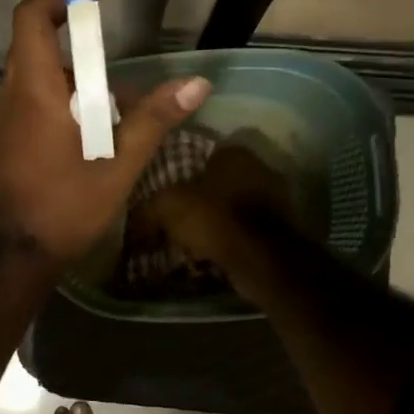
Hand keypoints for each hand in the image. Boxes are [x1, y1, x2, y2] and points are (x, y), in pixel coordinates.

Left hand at [0, 0, 210, 266]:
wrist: (13, 254)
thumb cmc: (64, 207)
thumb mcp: (118, 165)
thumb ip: (154, 120)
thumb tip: (198, 83)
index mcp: (35, 92)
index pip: (31, 19)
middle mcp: (12, 97)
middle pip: (32, 42)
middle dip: (71, 33)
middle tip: (110, 40)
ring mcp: (3, 120)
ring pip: (32, 73)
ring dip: (68, 70)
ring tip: (111, 93)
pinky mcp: (5, 139)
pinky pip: (29, 99)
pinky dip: (57, 94)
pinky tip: (88, 125)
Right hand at [143, 145, 295, 285]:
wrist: (260, 260)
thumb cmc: (213, 219)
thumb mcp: (167, 207)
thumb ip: (148, 208)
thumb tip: (132, 221)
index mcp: (234, 153)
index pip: (202, 154)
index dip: (181, 172)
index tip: (165, 191)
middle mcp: (259, 168)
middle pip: (219, 180)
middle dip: (199, 197)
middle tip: (175, 216)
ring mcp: (275, 198)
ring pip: (233, 205)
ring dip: (216, 219)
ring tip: (192, 237)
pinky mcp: (282, 228)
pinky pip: (245, 228)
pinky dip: (230, 236)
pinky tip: (212, 250)